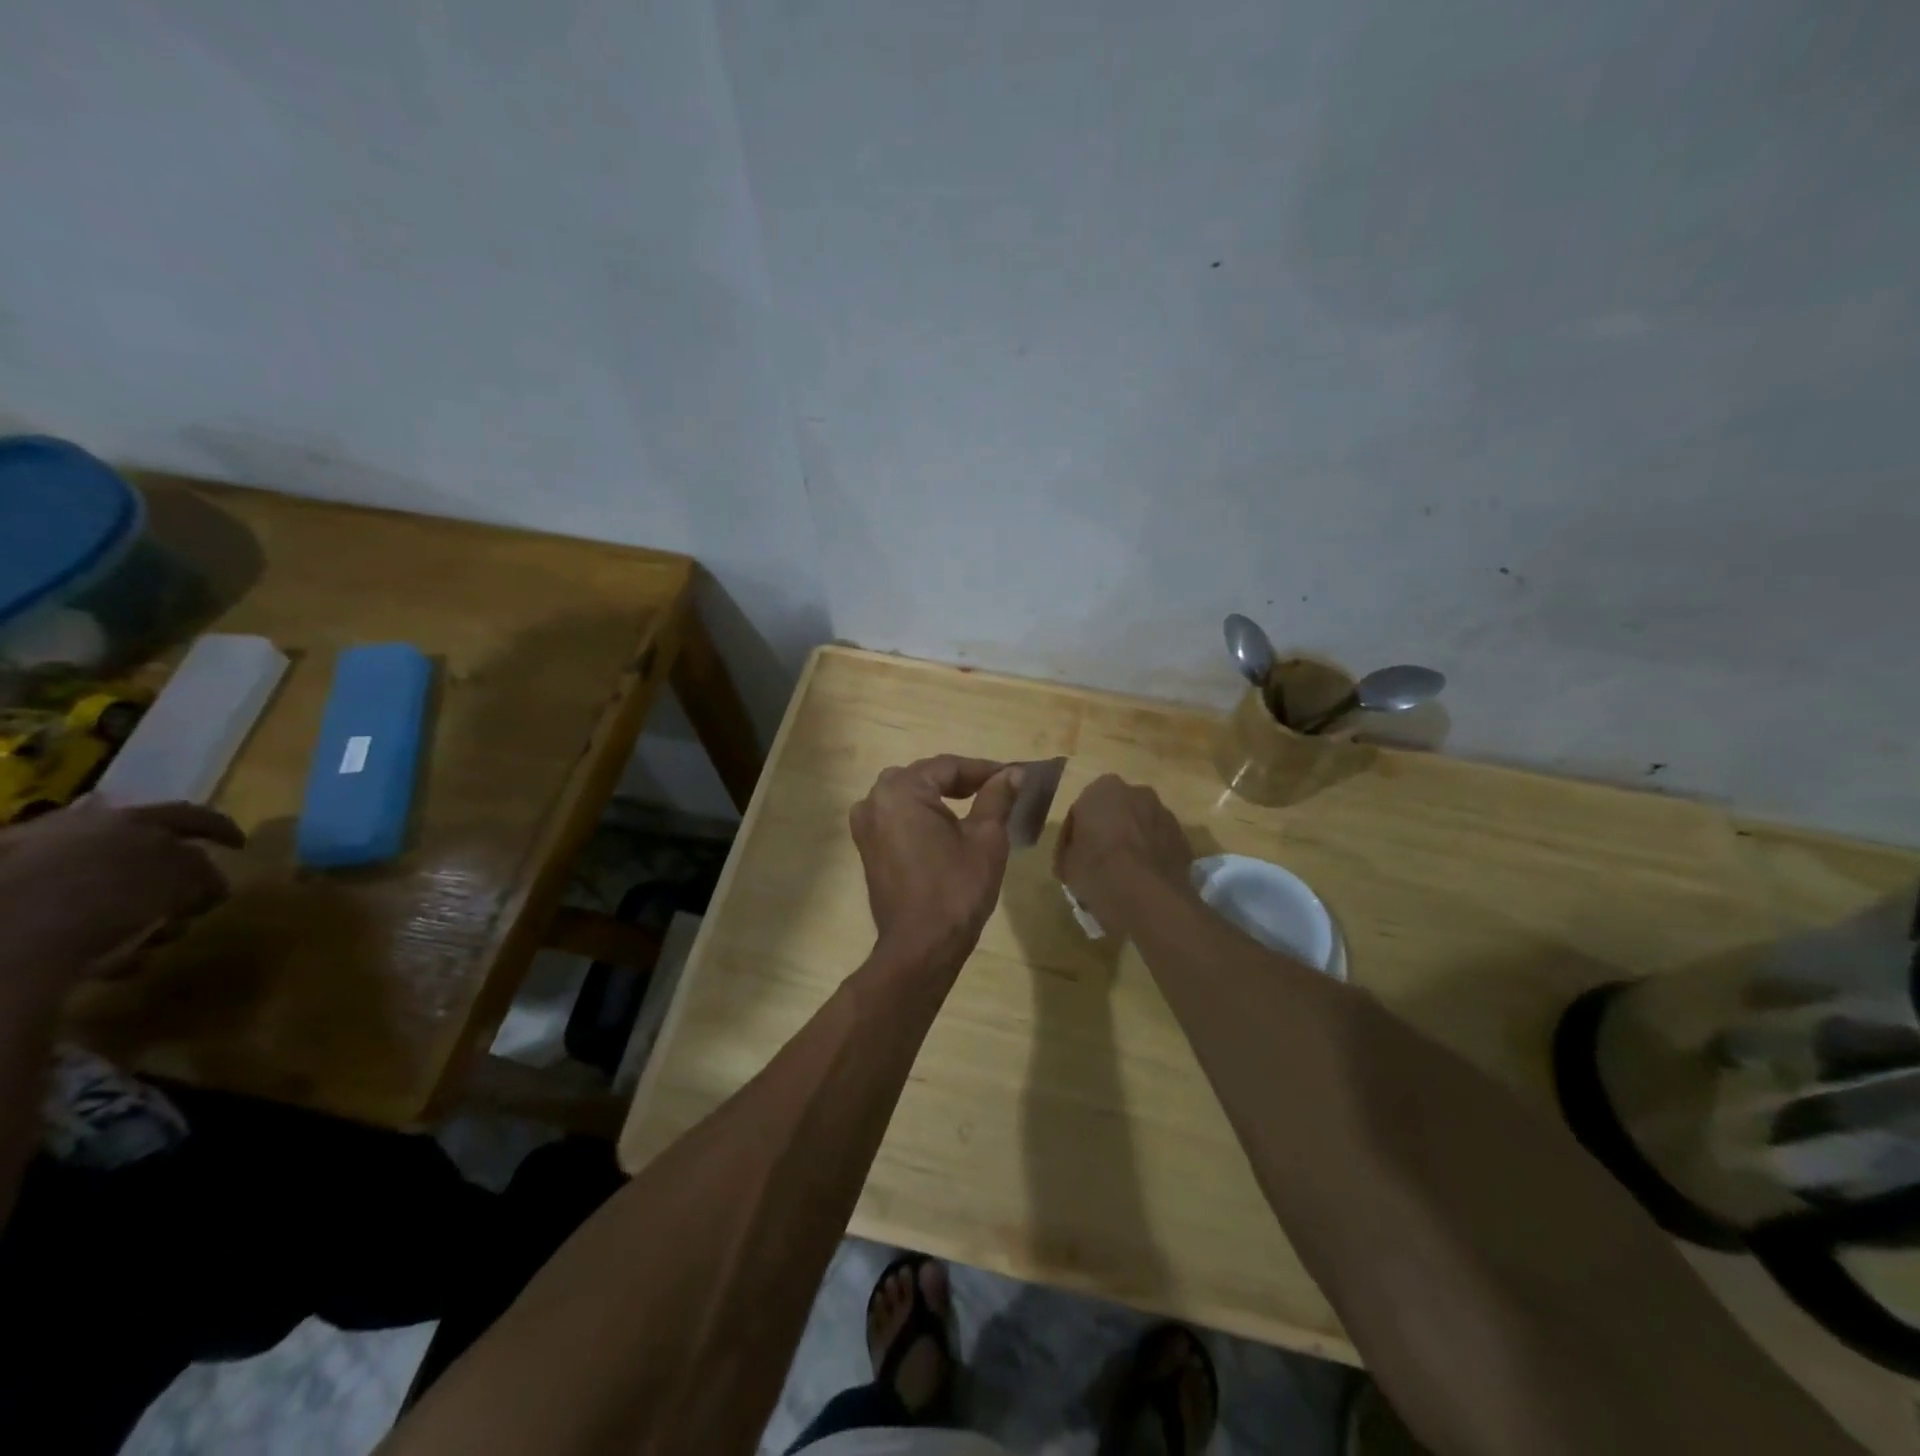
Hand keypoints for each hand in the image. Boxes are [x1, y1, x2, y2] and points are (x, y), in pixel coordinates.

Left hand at [0, 800, 246, 998]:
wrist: (2, 936)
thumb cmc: (106, 897)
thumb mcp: (180, 880)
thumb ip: (204, 874)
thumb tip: (209, 884)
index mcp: (128, 817)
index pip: (190, 815)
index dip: (220, 829)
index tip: (240, 846)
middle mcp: (83, 830)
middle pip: (144, 849)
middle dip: (172, 877)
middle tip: (192, 903)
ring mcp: (38, 865)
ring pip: (109, 884)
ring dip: (139, 910)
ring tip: (152, 941)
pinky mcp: (14, 905)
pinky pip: (73, 915)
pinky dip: (100, 933)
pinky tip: (112, 958)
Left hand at [849, 756, 1023, 963]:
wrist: (921, 946)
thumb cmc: (956, 889)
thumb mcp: (986, 838)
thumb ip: (997, 797)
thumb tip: (1013, 774)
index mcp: (901, 790)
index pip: (948, 767)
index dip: (984, 769)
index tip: (1014, 775)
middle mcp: (874, 800)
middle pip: (925, 777)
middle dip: (962, 780)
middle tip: (998, 788)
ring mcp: (866, 824)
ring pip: (909, 795)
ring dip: (940, 795)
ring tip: (977, 803)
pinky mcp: (867, 847)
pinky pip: (897, 816)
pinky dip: (922, 814)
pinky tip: (947, 825)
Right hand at [1054, 774, 1196, 936]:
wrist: (1147, 895)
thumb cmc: (1097, 870)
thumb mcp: (1066, 863)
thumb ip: (1069, 850)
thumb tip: (1075, 855)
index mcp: (1102, 790)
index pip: (1081, 810)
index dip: (1075, 835)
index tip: (1072, 857)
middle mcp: (1136, 792)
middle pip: (1115, 812)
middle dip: (1108, 831)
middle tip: (1098, 861)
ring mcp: (1164, 814)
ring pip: (1140, 826)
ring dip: (1132, 841)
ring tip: (1124, 873)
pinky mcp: (1183, 838)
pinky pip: (1159, 843)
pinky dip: (1152, 855)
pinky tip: (1144, 880)